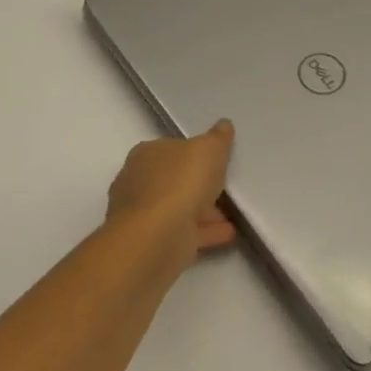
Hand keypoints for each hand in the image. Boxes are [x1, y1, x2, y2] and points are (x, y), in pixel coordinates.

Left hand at [106, 120, 237, 265]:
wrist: (155, 239)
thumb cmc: (180, 183)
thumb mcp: (209, 149)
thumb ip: (218, 138)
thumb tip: (223, 125)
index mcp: (146, 154)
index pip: (171, 149)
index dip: (194, 154)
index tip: (216, 161)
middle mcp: (138, 182)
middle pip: (174, 180)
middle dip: (199, 185)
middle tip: (226, 188)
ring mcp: (142, 217)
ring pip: (179, 209)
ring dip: (204, 211)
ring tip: (232, 215)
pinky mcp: (151, 245)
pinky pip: (183, 233)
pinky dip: (204, 232)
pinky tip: (227, 233)